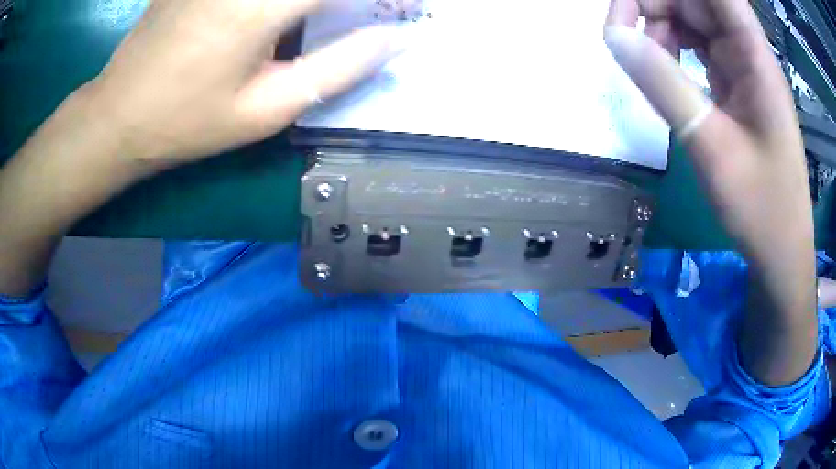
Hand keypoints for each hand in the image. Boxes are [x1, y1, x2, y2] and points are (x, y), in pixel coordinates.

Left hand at [0, 0, 411, 295]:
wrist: (117, 115)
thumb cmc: (185, 123)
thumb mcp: (265, 111)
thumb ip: (338, 70)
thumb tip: (394, 40)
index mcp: (262, 5)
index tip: (408, 8)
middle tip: (375, 12)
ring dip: (319, 0)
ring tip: (330, 17)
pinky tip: (292, 15)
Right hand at [605, 0, 816, 385]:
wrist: (781, 250)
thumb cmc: (760, 206)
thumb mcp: (710, 146)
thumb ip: (663, 84)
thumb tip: (614, 36)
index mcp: (754, 56)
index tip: (634, 4)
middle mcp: (749, 52)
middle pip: (697, 1)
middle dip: (656, 4)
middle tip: (623, 32)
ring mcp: (743, 68)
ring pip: (695, 20)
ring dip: (662, 27)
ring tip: (641, 58)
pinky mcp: (737, 86)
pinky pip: (699, 48)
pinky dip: (674, 50)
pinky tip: (661, 71)